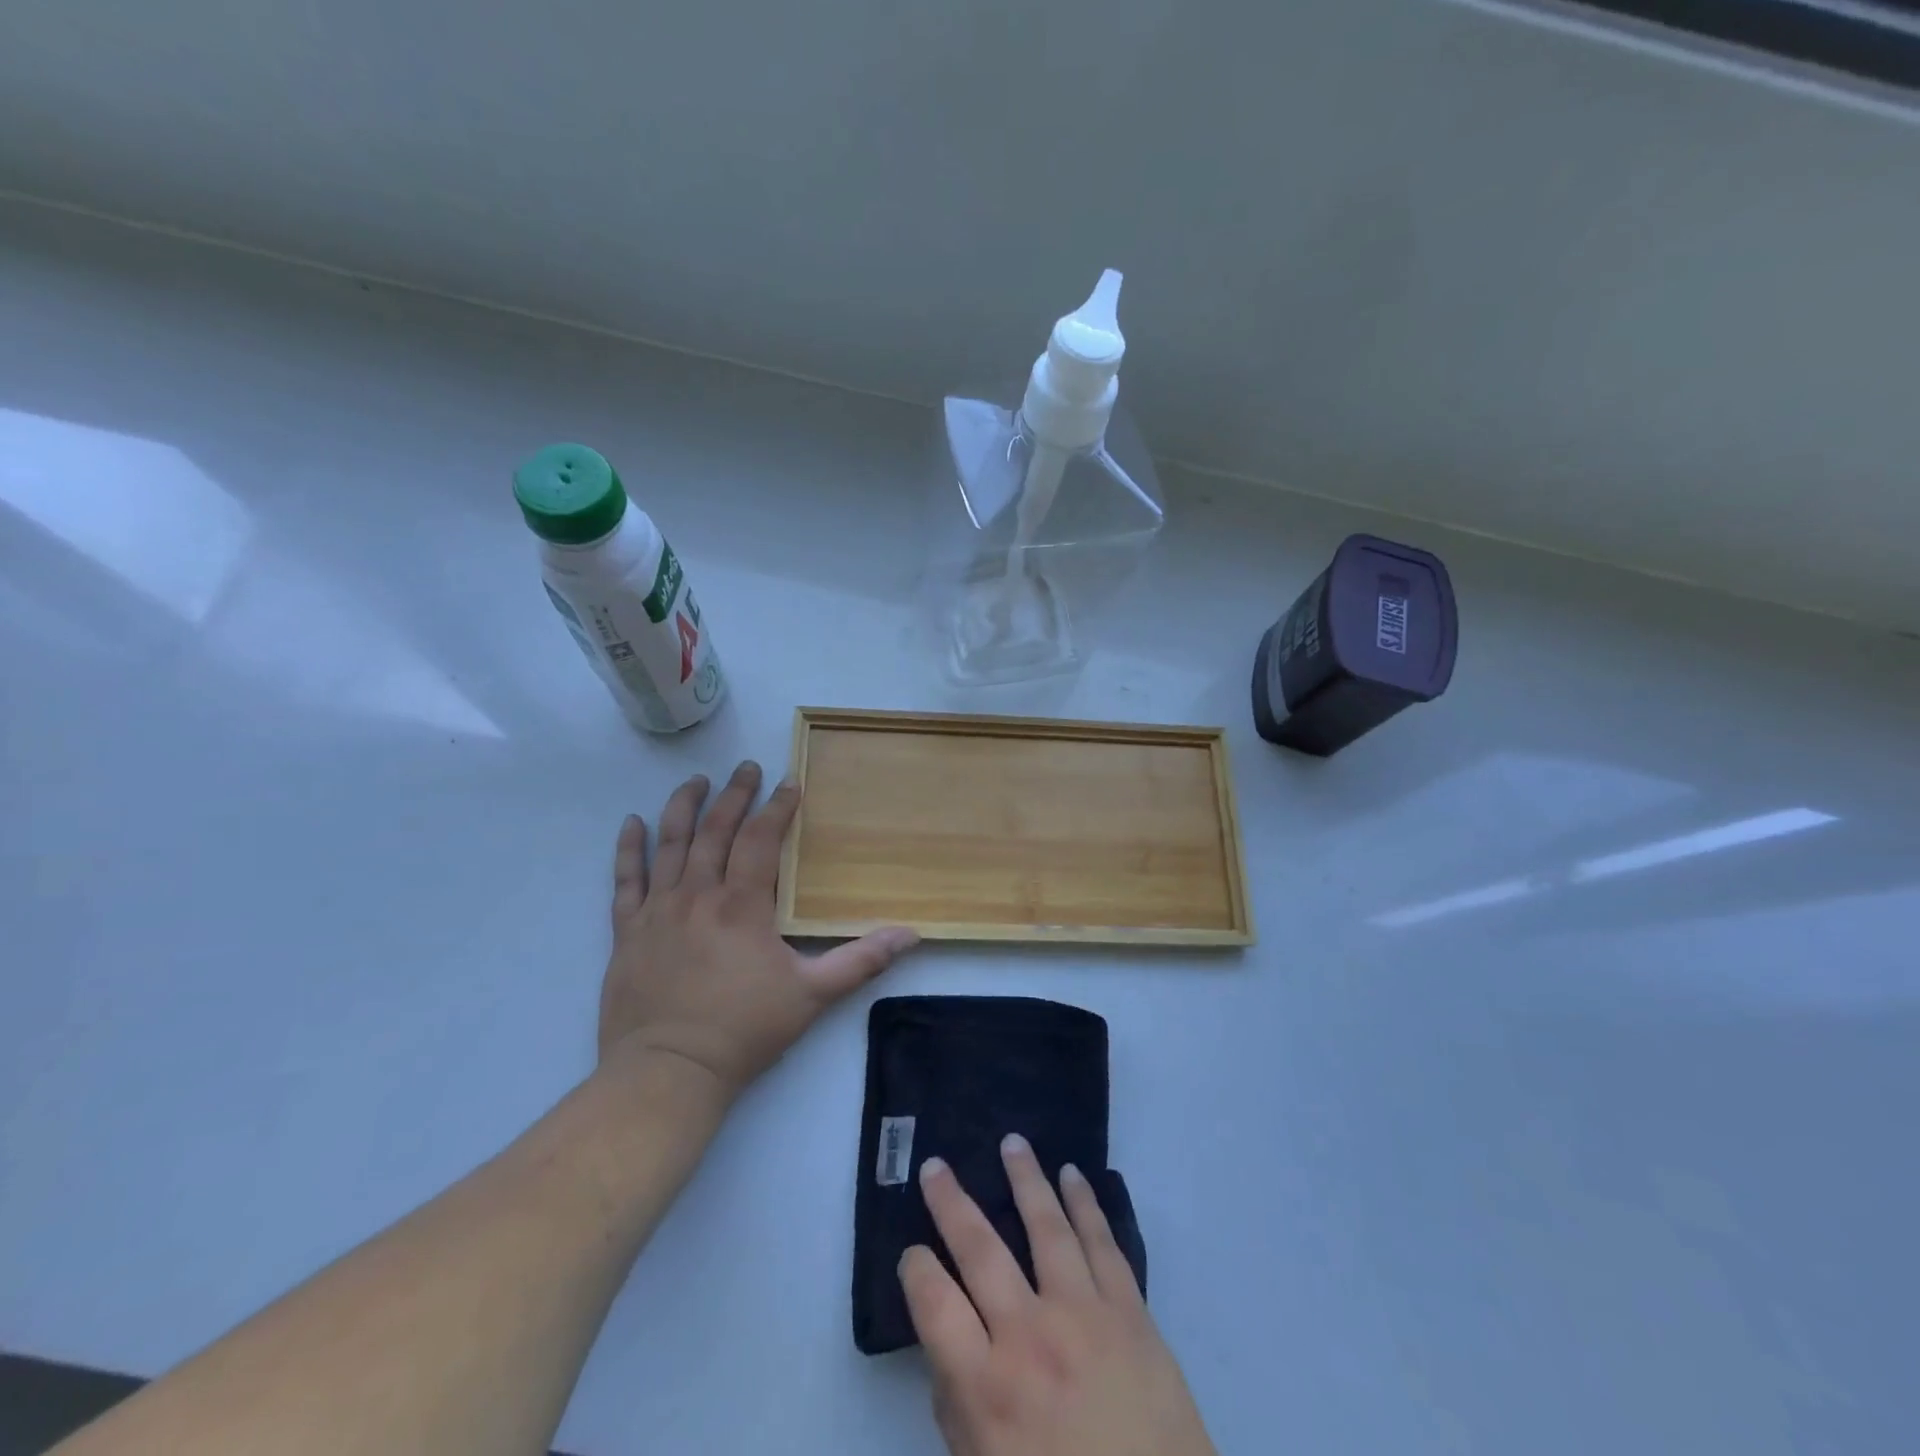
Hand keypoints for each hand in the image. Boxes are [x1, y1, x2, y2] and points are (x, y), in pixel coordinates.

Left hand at [598, 761, 918, 1099]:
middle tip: (746, 768)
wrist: (667, 1072)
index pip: (760, 840)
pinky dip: (628, 849)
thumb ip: (861, 961)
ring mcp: (657, 910)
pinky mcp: (627, 931)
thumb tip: (910, 934)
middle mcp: (698, 895)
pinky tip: (631, 823)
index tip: (789, 782)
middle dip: (734, 794)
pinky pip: (626, 880)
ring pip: (670, 844)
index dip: (777, 807)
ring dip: (684, 807)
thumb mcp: (813, 996)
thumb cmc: (743, 1030)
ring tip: (696, 781)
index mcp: (742, 905)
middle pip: (716, 830)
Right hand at [901, 1137, 1215, 1455]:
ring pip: (1047, 1227)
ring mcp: (1085, 1316)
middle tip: (934, 1166)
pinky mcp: (1130, 1311)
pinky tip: (1072, 1175)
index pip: (934, 1305)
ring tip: (1012, 1142)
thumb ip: (960, 1414)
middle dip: (952, 1203)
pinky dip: (1086, 1204)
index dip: (916, 1270)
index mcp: (988, 1390)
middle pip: (982, 1250)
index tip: (912, 1253)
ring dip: (1026, 1179)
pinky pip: (1103, 1243)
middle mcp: (1031, 1338)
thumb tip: (947, 1354)